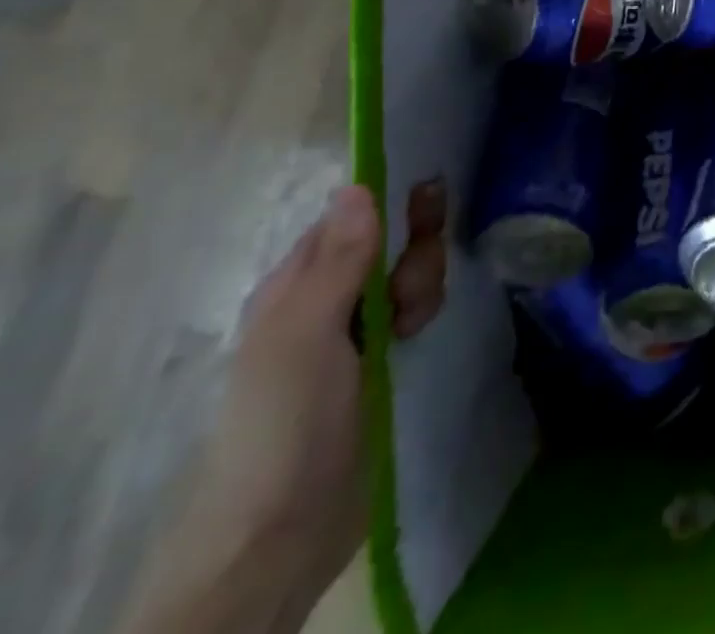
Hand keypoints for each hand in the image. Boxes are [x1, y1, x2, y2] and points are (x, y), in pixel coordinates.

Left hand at [117, 180, 447, 633]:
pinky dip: (424, 309)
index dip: (393, 200)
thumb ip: (338, 259)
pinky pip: (415, 307)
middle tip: (408, 287)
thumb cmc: (284, 422)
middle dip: (414, 251)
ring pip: (408, 272)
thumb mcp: (306, 335)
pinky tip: (417, 334)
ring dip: (422, 283)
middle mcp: (327, 297)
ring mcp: (355, 329)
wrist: (283, 532)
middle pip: (390, 240)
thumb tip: (359, 182)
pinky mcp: (383, 358)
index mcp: (297, 283)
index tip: (430, 199)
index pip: (354, 214)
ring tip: (410, 324)